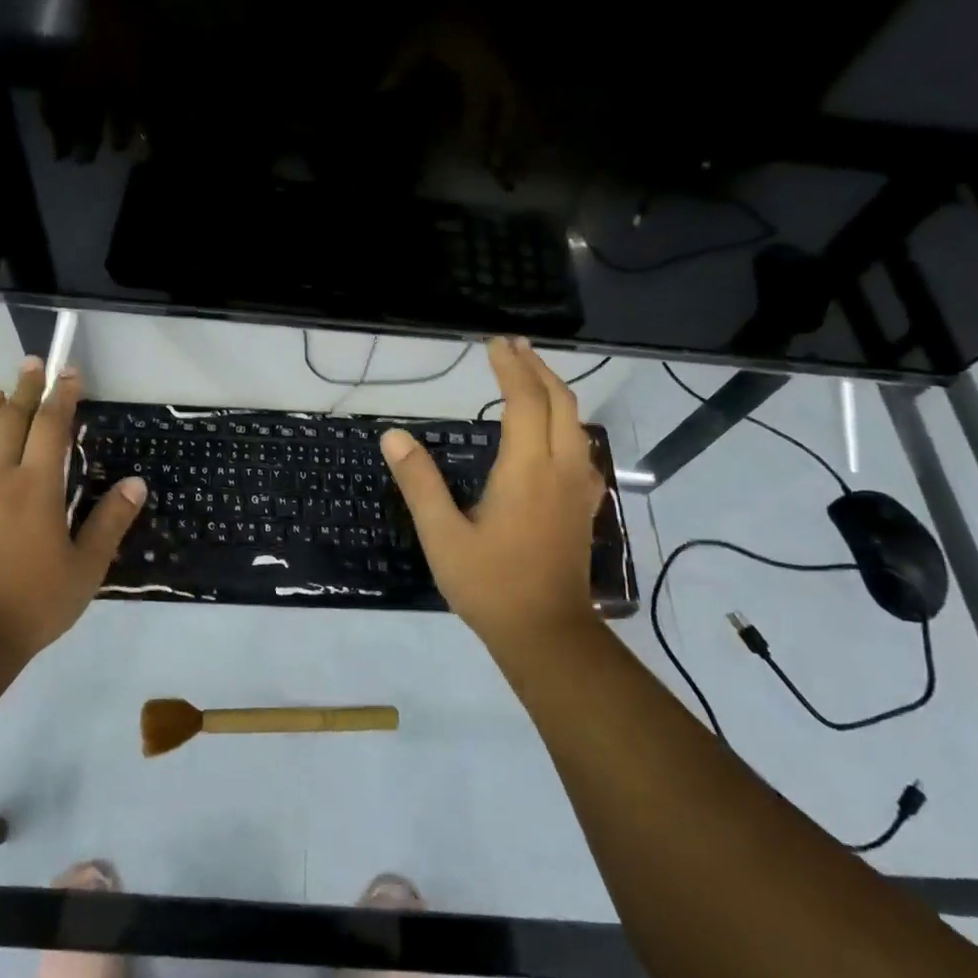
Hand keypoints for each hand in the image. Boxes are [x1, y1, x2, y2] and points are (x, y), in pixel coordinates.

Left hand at [0, 359, 146, 654]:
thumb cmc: (34, 602)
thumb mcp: (87, 566)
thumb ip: (110, 521)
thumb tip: (135, 484)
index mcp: (36, 486)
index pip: (51, 426)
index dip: (62, 395)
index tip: (68, 372)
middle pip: (10, 421)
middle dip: (25, 389)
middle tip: (32, 364)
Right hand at [381, 338, 606, 646]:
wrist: (546, 634)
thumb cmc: (490, 584)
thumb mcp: (442, 535)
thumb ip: (419, 482)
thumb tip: (394, 436)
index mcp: (526, 470)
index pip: (524, 401)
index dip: (510, 368)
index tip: (494, 344)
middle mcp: (560, 469)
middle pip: (559, 402)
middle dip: (537, 368)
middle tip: (513, 347)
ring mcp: (577, 488)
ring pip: (576, 422)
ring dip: (554, 391)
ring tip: (530, 376)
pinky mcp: (583, 505)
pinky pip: (580, 447)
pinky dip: (565, 421)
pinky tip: (551, 431)